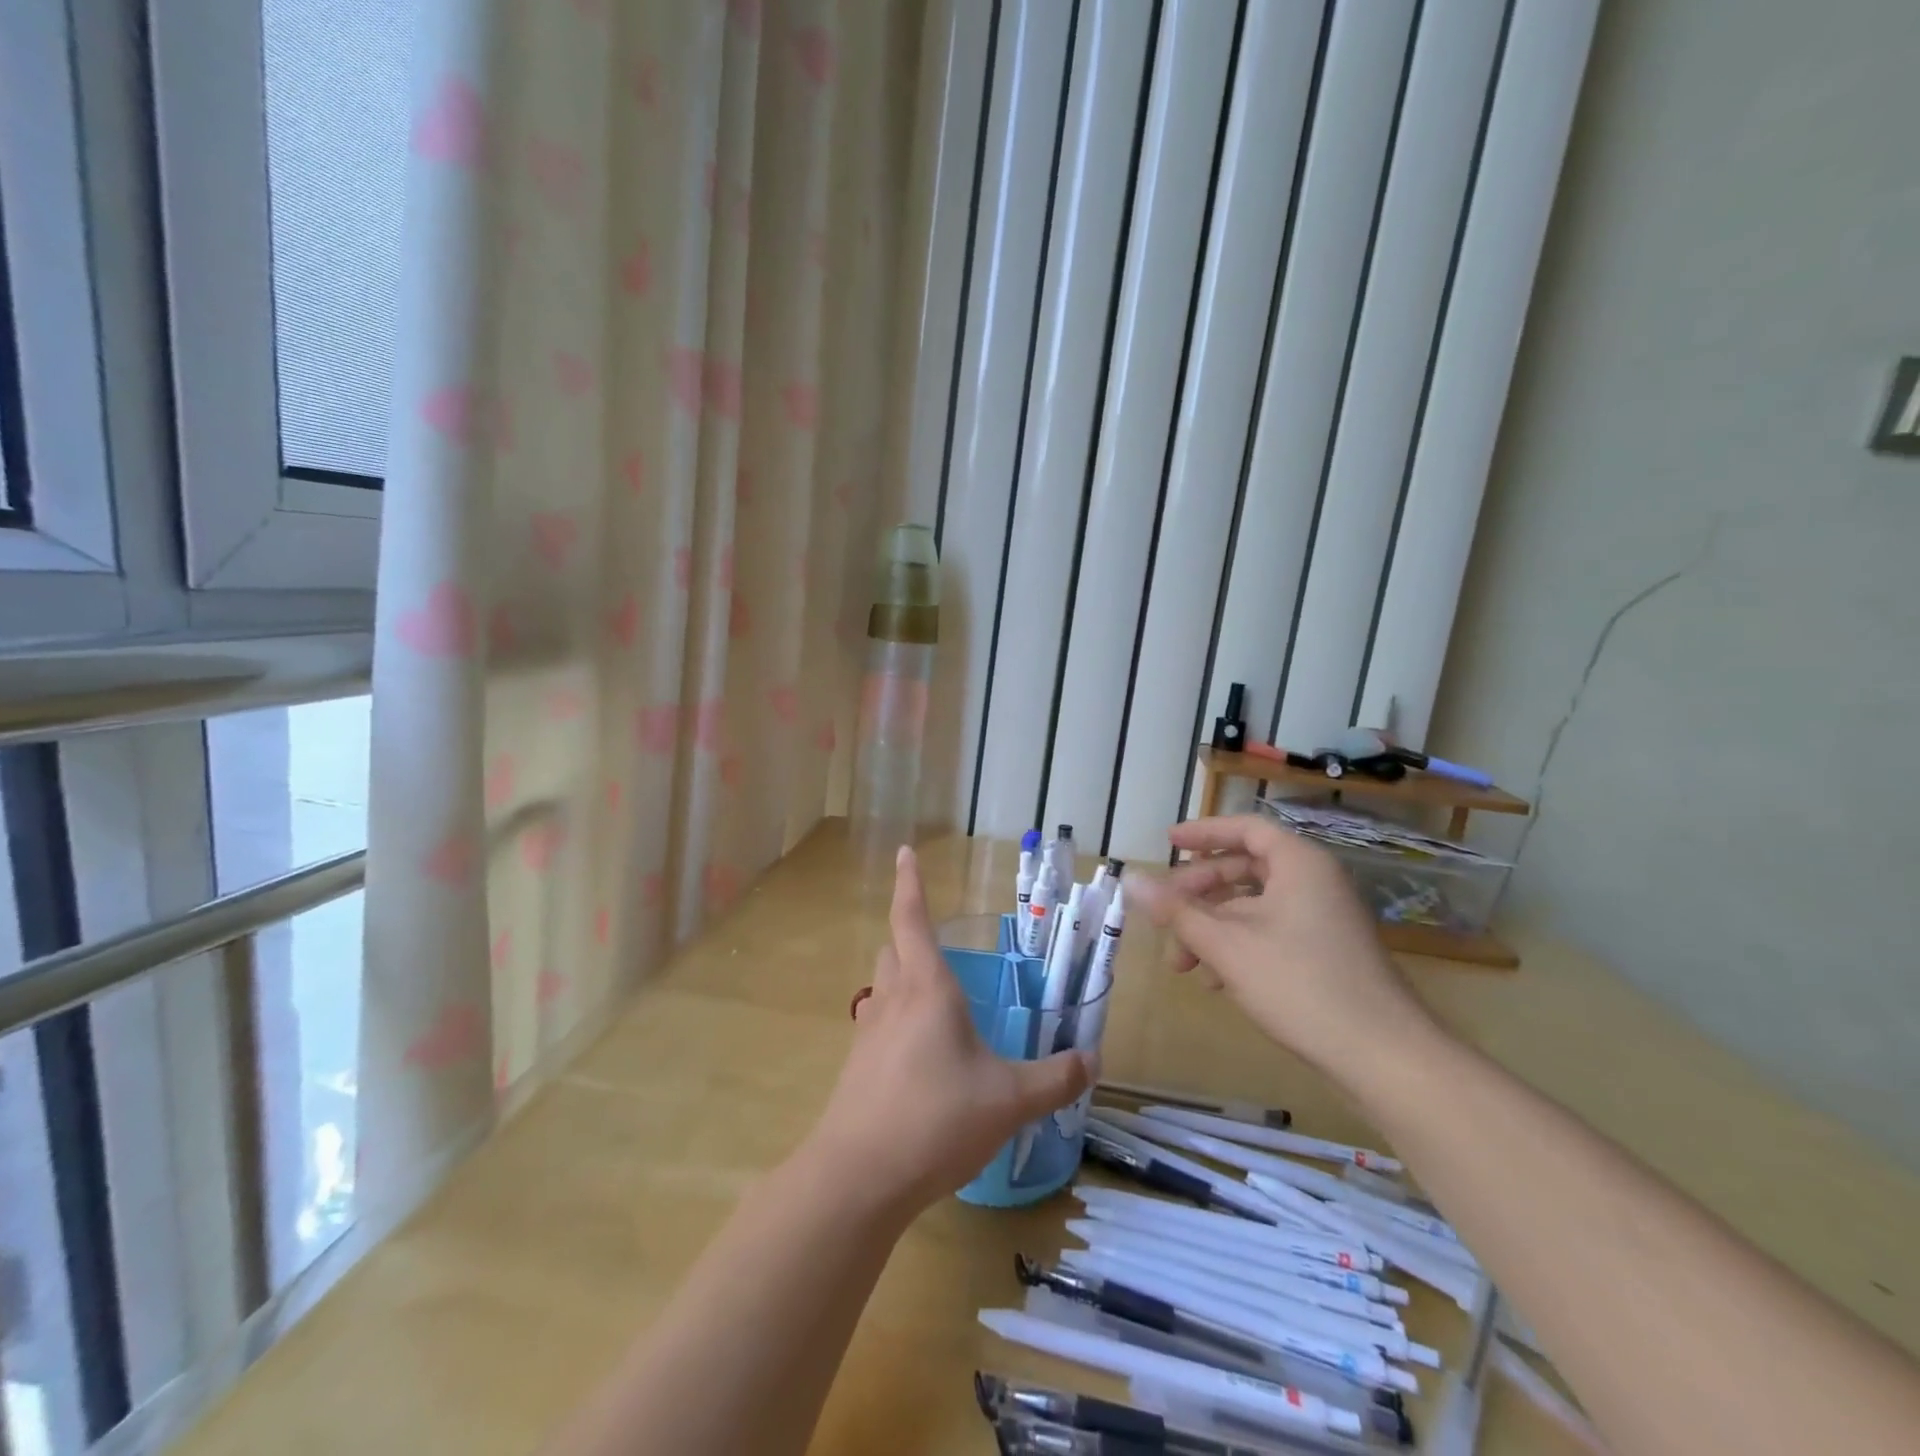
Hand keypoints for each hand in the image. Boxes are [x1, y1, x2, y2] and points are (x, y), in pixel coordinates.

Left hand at [809, 846, 1095, 1217]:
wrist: (858, 1177)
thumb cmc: (935, 1119)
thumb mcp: (1009, 1100)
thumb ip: (1054, 1078)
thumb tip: (1092, 1060)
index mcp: (927, 988)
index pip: (912, 919)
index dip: (910, 883)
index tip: (904, 852)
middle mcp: (893, 1000)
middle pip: (893, 948)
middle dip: (910, 934)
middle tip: (937, 940)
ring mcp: (868, 1033)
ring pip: (882, 985)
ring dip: (901, 976)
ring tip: (931, 994)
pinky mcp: (857, 1067)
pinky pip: (876, 1024)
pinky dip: (895, 1019)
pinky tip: (917, 1053)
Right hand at [1128, 815, 1433, 1078]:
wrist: (1383, 1056)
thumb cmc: (1300, 985)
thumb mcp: (1226, 945)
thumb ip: (1175, 910)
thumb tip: (1130, 879)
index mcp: (1299, 864)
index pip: (1246, 829)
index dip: (1204, 833)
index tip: (1168, 843)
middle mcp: (1314, 882)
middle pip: (1244, 869)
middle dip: (1198, 894)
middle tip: (1164, 915)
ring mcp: (1323, 919)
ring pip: (1253, 907)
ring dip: (1212, 927)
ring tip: (1182, 963)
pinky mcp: (1326, 952)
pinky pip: (1271, 932)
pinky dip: (1237, 946)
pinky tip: (1216, 980)